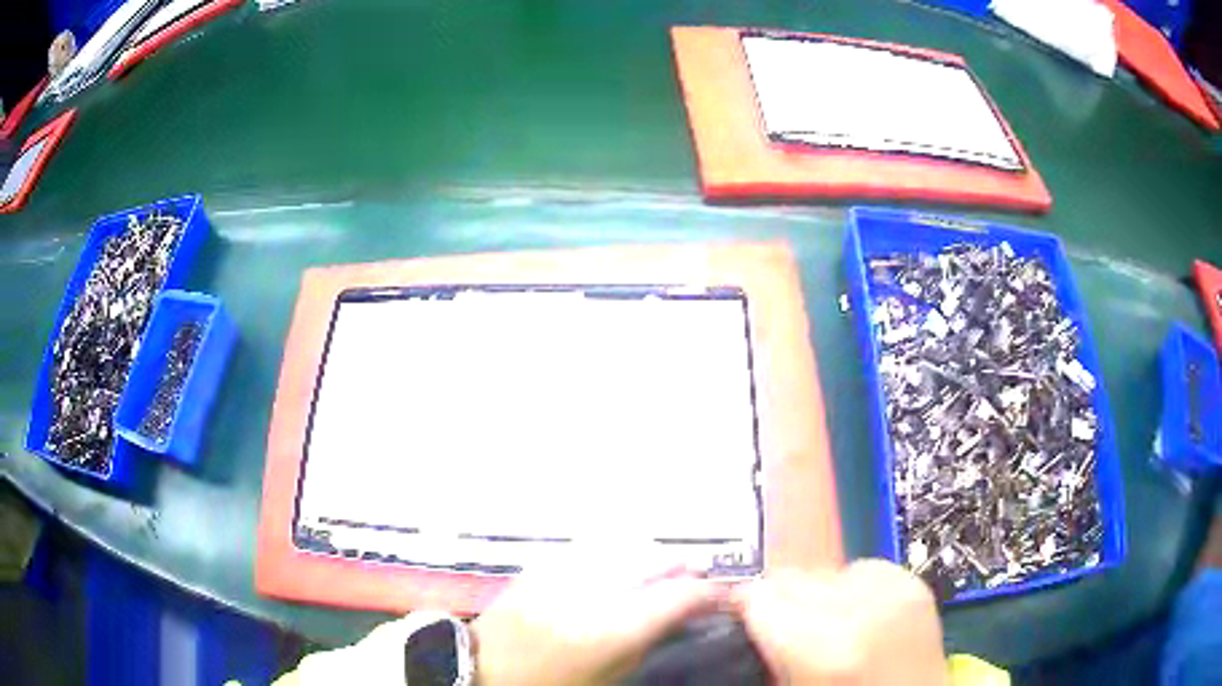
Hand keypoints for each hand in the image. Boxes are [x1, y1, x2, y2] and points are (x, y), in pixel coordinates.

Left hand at [472, 554, 723, 685]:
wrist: (485, 670)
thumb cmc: (554, 683)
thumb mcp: (610, 676)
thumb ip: (648, 640)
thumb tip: (680, 614)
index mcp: (612, 629)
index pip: (676, 597)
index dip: (706, 591)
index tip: (720, 594)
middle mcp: (591, 593)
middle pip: (651, 562)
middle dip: (681, 565)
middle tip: (696, 574)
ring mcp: (562, 573)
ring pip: (622, 546)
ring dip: (650, 553)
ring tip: (663, 564)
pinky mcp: (540, 565)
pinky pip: (587, 547)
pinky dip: (614, 550)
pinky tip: (621, 559)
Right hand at [733, 560, 946, 685]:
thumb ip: (769, 650)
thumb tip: (746, 615)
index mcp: (819, 649)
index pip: (759, 596)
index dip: (746, 607)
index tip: (745, 618)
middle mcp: (857, 610)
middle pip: (792, 577)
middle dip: (783, 600)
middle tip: (785, 628)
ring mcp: (893, 591)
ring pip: (826, 570)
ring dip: (820, 593)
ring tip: (829, 623)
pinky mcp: (915, 583)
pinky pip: (865, 568)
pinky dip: (854, 587)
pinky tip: (860, 614)